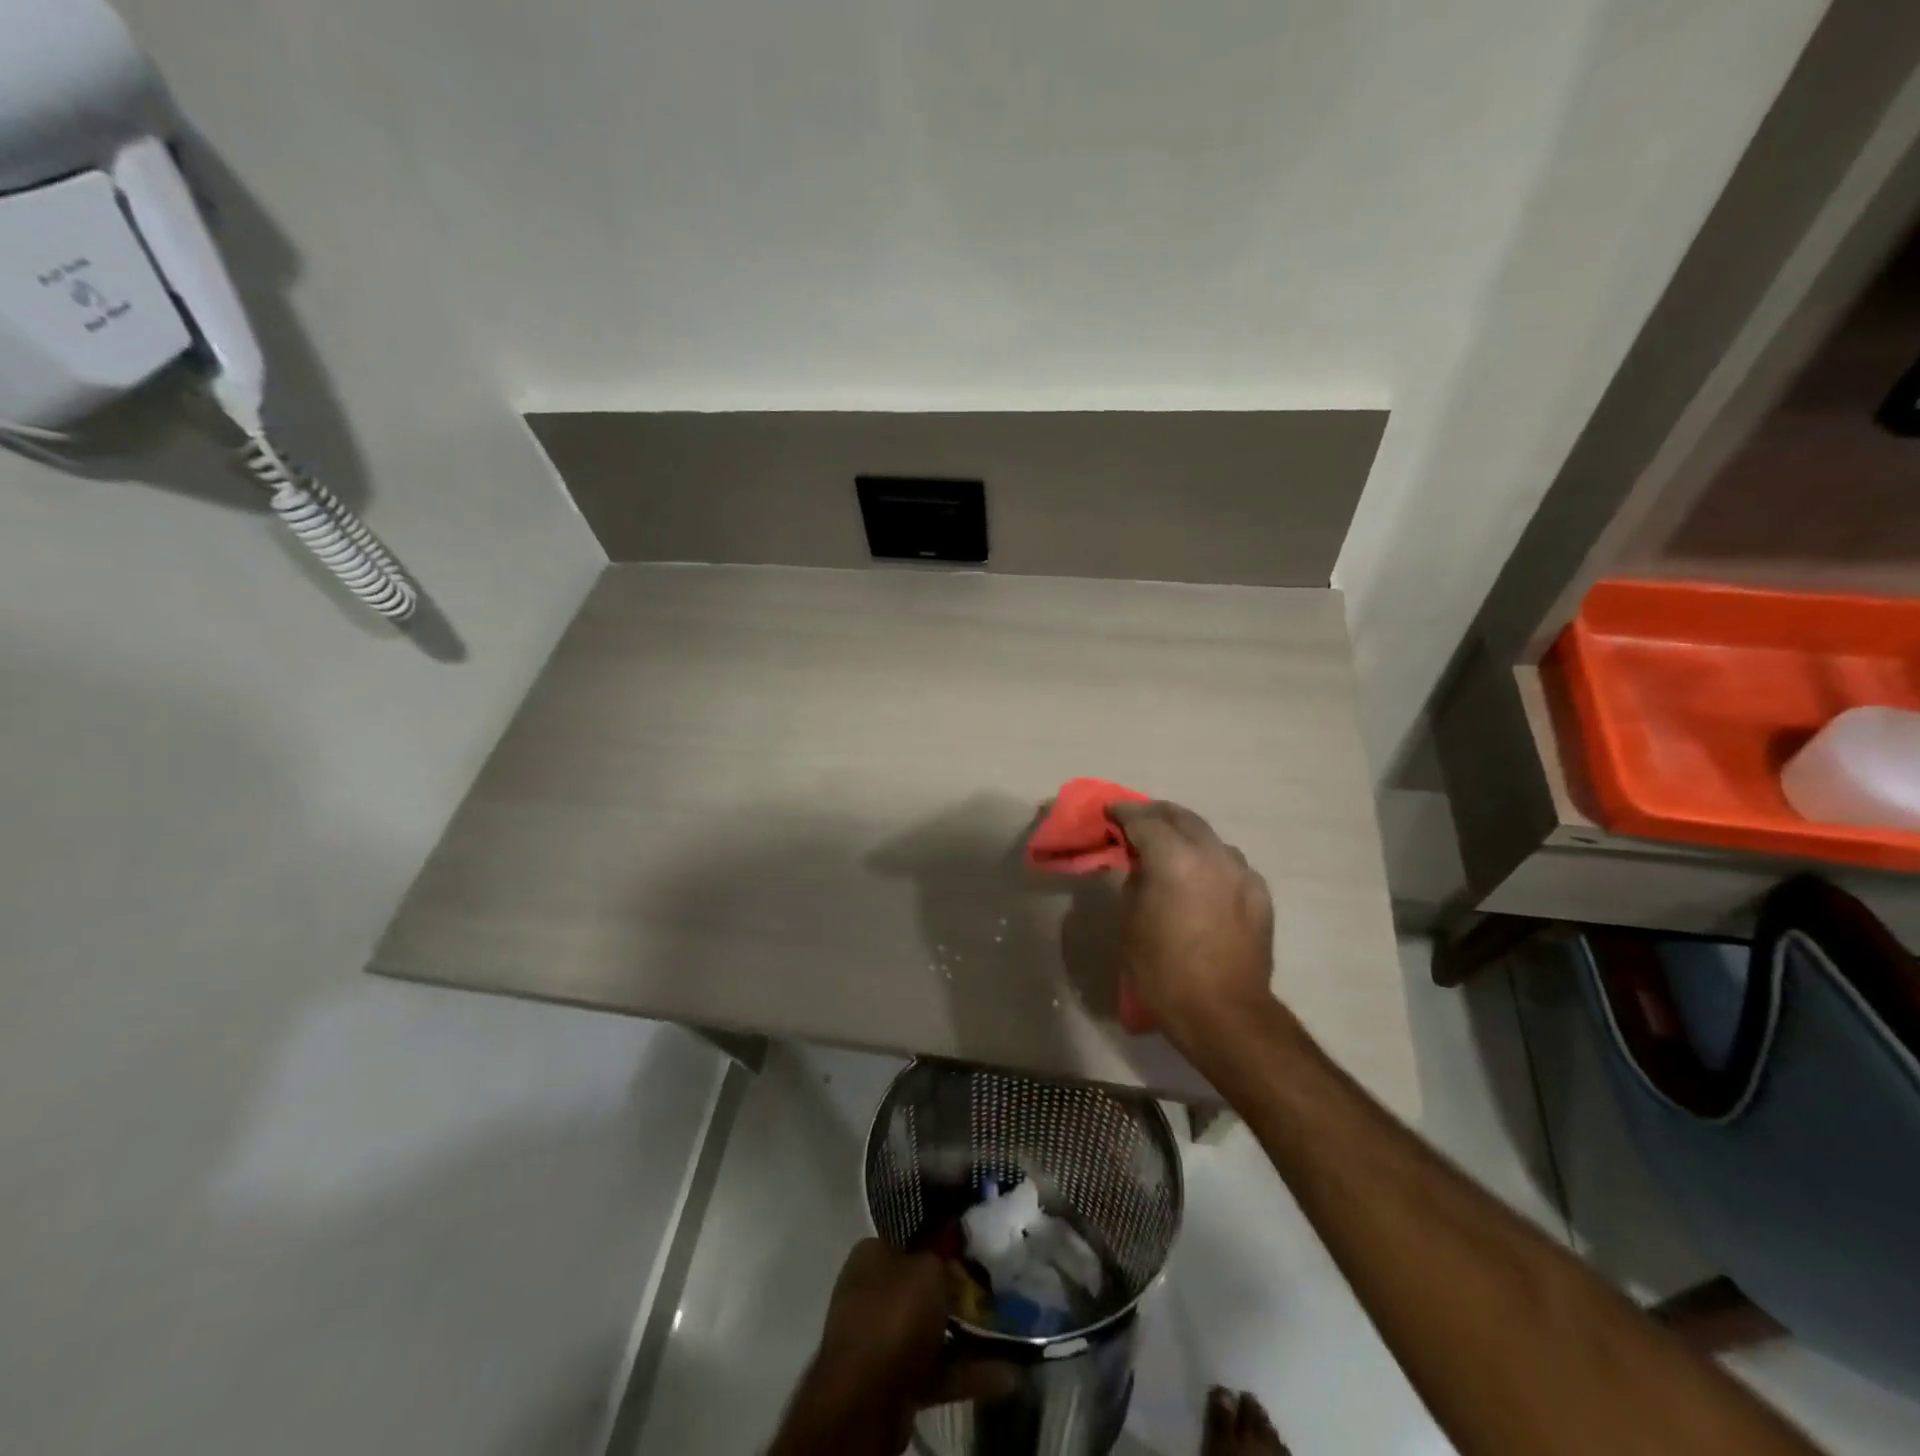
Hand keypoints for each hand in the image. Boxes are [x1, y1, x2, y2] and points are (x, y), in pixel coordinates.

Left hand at [774, 1240, 1013, 1455]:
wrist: (865, 1401)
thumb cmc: (895, 1315)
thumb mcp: (928, 1268)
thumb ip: (943, 1258)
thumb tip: (951, 1257)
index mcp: (871, 1256)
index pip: (910, 1240)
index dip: (941, 1244)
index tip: (971, 1252)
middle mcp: (871, 1292)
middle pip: (922, 1287)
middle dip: (957, 1293)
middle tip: (994, 1293)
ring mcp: (880, 1339)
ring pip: (931, 1330)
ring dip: (967, 1335)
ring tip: (1008, 1333)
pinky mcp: (894, 1381)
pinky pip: (936, 1369)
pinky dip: (967, 1372)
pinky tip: (1005, 1374)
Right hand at [1108, 800, 1280, 1053]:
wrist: (1224, 1013)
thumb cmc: (1164, 971)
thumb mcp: (1132, 922)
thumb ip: (1136, 881)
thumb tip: (1143, 866)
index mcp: (1175, 859)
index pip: (1145, 821)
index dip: (1123, 813)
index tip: (1109, 812)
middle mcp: (1213, 855)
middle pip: (1182, 818)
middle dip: (1156, 815)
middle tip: (1136, 821)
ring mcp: (1242, 872)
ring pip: (1209, 838)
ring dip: (1186, 836)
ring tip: (1169, 849)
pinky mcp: (1259, 894)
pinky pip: (1229, 863)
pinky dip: (1209, 860)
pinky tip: (1200, 878)